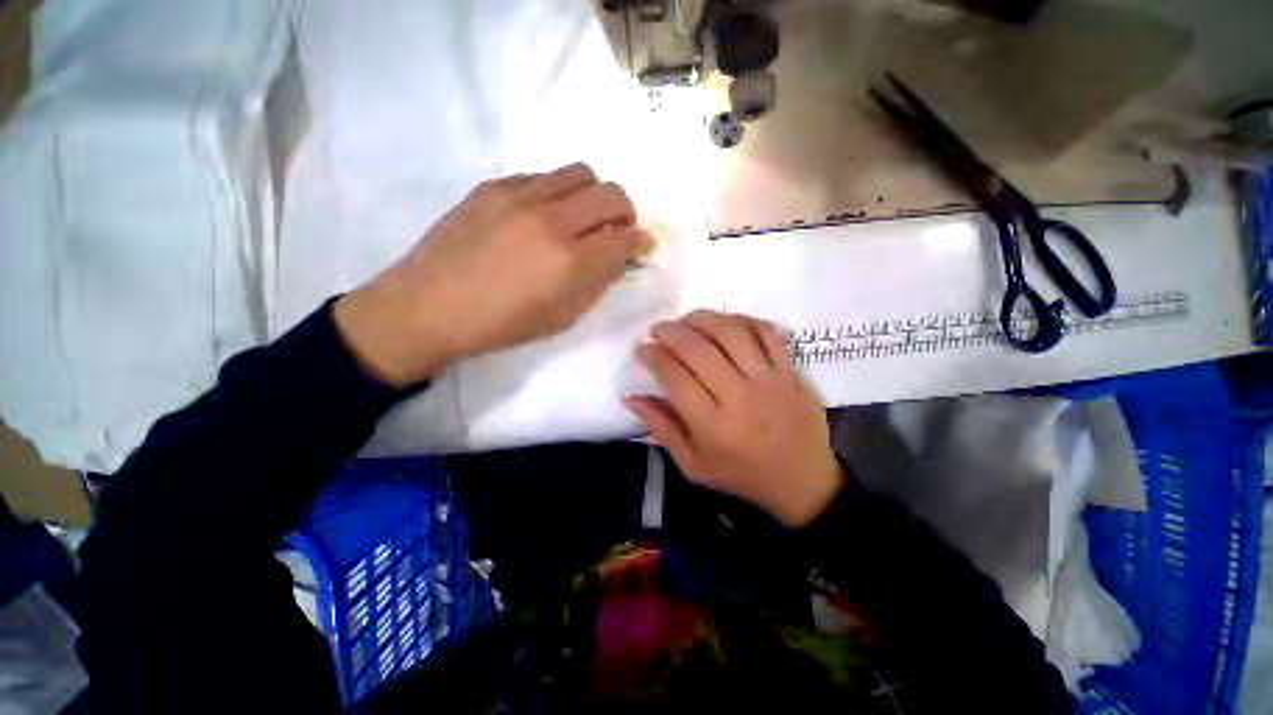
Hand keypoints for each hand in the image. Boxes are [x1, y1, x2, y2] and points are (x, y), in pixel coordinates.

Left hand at [335, 163, 652, 386]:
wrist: (431, 306)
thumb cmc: (502, 325)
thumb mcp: (561, 317)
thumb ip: (597, 285)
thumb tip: (618, 261)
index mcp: (569, 263)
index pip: (623, 239)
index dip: (641, 242)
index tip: (643, 246)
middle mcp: (551, 221)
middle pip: (610, 194)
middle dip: (626, 211)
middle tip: (619, 228)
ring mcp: (520, 197)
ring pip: (580, 173)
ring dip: (594, 194)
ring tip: (584, 216)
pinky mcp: (494, 186)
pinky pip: (543, 176)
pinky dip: (558, 193)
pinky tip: (546, 214)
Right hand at [624, 310, 844, 527]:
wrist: (803, 482)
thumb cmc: (742, 476)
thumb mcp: (693, 465)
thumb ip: (662, 429)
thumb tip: (631, 397)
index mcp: (714, 427)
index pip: (676, 379)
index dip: (654, 357)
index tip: (642, 349)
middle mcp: (741, 398)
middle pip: (700, 350)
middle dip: (671, 332)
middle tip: (658, 329)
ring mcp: (770, 381)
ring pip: (732, 333)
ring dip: (703, 319)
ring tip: (686, 319)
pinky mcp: (791, 371)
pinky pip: (766, 333)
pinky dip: (742, 320)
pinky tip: (724, 322)